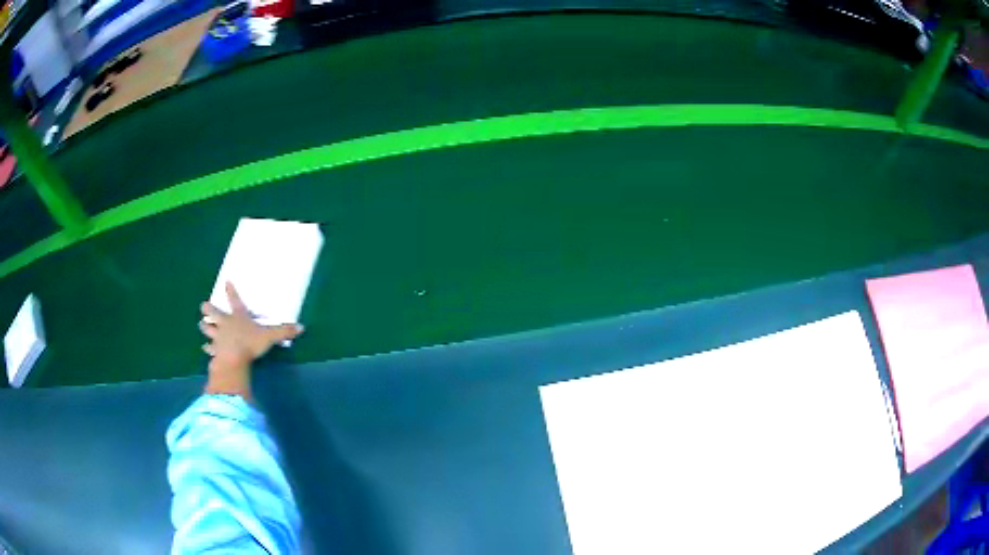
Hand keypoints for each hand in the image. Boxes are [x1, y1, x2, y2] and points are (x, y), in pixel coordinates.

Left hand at [199, 282, 303, 397]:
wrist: (233, 359)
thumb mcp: (270, 336)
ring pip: (207, 329)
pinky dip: (207, 348)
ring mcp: (218, 337)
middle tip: (203, 306)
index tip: (226, 281)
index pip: (235, 300)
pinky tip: (204, 348)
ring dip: (204, 326)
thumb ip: (284, 331)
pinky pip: (209, 348)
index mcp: (238, 317)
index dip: (231, 291)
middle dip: (208, 309)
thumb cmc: (250, 343)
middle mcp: (225, 323)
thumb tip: (302, 327)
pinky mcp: (215, 350)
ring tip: (201, 324)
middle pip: (213, 313)